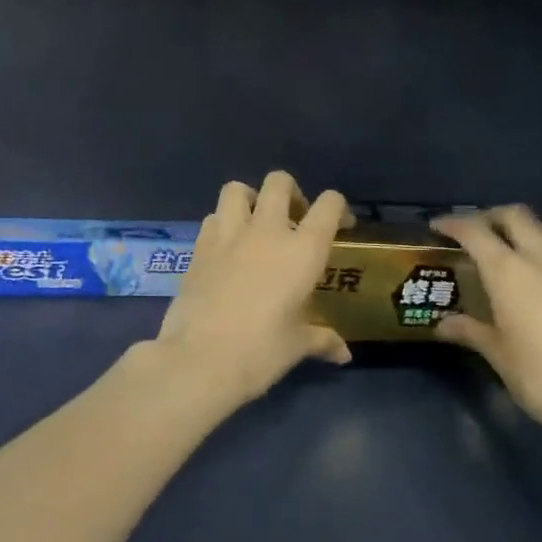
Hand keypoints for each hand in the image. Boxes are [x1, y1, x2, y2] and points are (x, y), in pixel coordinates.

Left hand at [151, 172, 352, 412]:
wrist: (199, 360)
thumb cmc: (260, 352)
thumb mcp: (297, 346)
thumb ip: (322, 340)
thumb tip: (343, 354)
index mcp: (302, 250)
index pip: (329, 205)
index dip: (339, 209)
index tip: (342, 226)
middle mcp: (266, 231)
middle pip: (279, 182)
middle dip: (291, 192)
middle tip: (294, 219)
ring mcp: (228, 235)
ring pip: (237, 189)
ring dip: (249, 199)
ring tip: (254, 224)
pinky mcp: (198, 248)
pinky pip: (212, 218)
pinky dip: (222, 224)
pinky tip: (226, 249)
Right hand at [431, 208, 541, 438]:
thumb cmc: (541, 378)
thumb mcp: (498, 355)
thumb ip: (470, 331)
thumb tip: (443, 324)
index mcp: (507, 272)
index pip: (474, 232)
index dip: (453, 224)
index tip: (438, 226)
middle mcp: (541, 257)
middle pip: (514, 216)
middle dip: (491, 217)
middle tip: (477, 233)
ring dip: (526, 228)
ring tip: (515, 246)